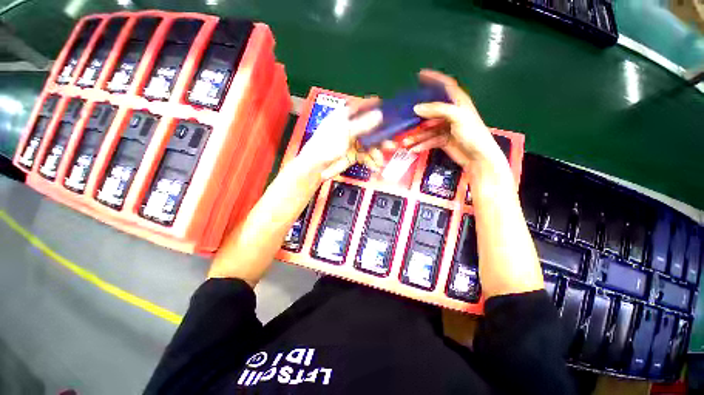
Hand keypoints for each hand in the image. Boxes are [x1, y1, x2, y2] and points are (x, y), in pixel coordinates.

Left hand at [298, 97, 385, 179]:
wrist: (317, 167)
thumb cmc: (327, 145)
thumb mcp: (345, 132)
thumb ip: (363, 124)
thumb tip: (380, 114)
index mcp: (345, 116)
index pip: (362, 107)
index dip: (375, 107)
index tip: (390, 110)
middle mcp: (351, 127)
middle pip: (370, 127)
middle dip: (381, 136)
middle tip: (391, 142)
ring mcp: (353, 141)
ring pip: (370, 143)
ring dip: (377, 151)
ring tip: (381, 160)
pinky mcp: (354, 154)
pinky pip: (366, 155)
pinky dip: (371, 160)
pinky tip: (375, 165)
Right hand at [402, 70, 511, 183]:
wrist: (478, 157)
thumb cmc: (472, 134)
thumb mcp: (457, 117)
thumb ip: (437, 110)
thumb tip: (416, 107)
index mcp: (457, 102)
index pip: (446, 85)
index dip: (434, 78)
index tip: (420, 74)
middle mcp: (450, 113)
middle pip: (430, 111)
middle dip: (417, 116)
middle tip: (403, 117)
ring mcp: (445, 128)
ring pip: (426, 129)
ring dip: (416, 136)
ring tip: (404, 142)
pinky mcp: (442, 140)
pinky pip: (429, 141)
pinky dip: (421, 145)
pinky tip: (414, 149)